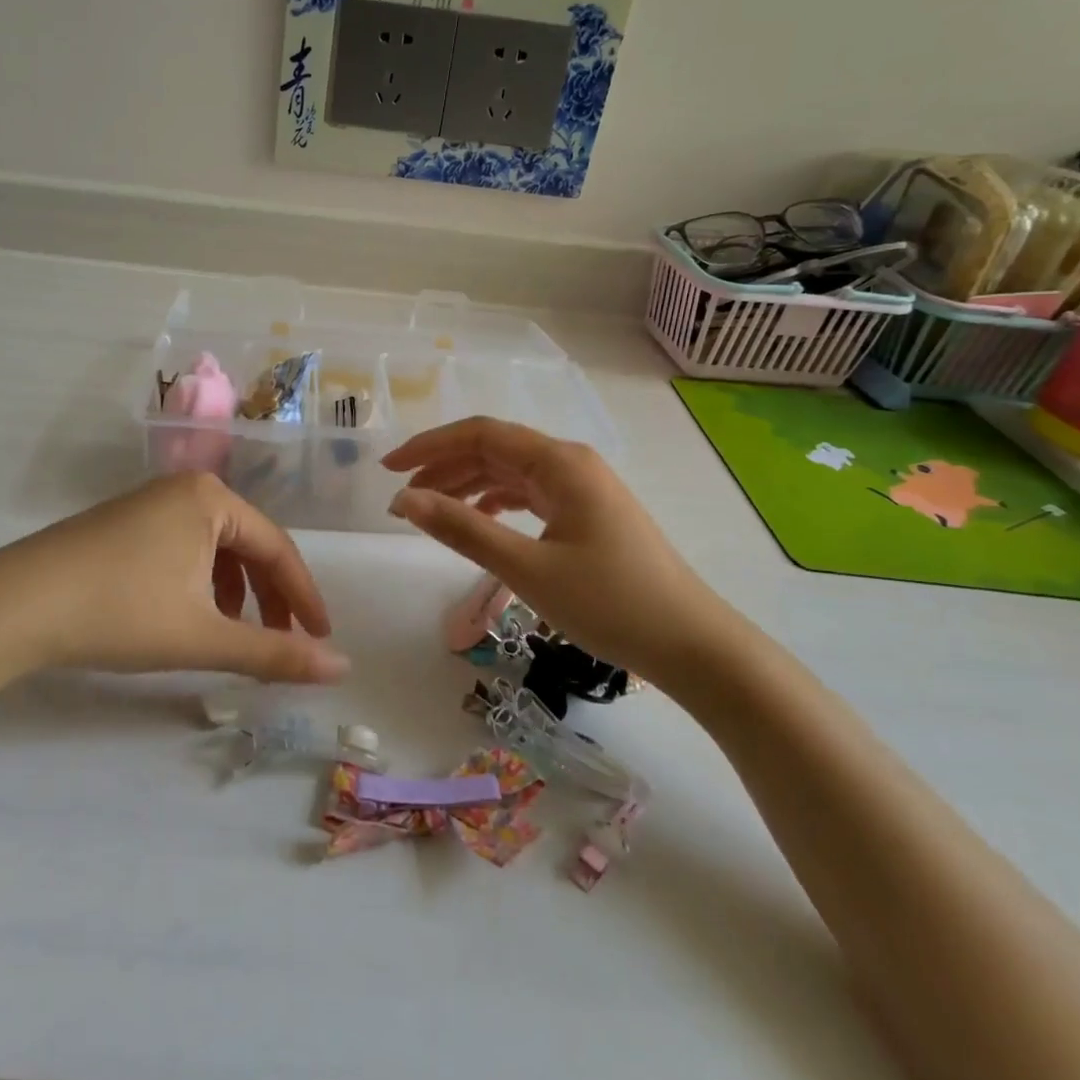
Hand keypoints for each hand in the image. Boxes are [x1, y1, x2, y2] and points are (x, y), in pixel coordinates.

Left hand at [0, 473, 349, 685]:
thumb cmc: (119, 612)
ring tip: (233, 634)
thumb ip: (274, 653)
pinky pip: (183, 548)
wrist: (11, 606)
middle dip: (268, 597)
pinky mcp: (123, 523)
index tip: (321, 638)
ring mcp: (149, 503)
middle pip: (247, 545)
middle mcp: (184, 489)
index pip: (278, 548)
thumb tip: (341, 667)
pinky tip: (189, 615)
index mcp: (211, 499)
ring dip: (235, 592)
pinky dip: (200, 583)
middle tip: (281, 642)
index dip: (304, 597)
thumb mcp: (203, 636)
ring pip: (214, 548)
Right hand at [382, 418, 744, 687]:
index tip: (388, 468)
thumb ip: (463, 529)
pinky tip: (477, 521)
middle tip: (400, 497)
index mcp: (559, 462)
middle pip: (494, 450)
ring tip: (428, 510)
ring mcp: (582, 487)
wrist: (691, 644)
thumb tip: (403, 501)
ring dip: (467, 486)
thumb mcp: (527, 567)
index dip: (429, 446)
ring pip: (510, 472)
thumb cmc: (610, 603)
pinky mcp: (587, 513)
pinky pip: (530, 494)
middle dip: (443, 467)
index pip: (480, 434)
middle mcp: (570, 463)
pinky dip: (495, 503)